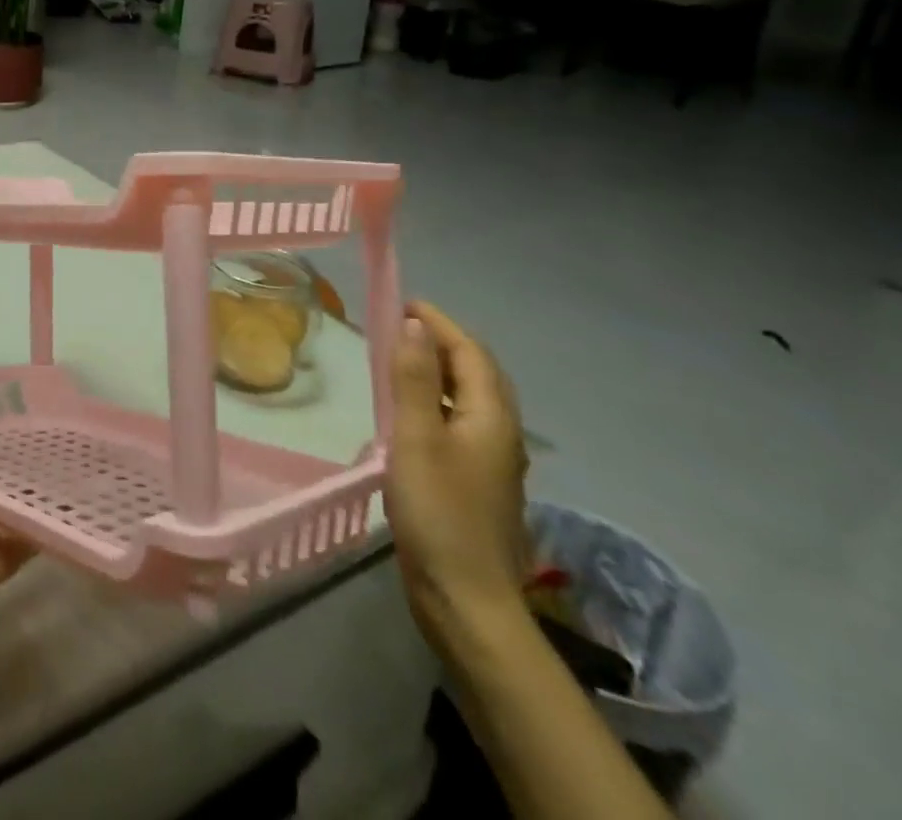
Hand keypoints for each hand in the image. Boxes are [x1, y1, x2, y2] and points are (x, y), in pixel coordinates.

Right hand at [385, 301, 530, 652]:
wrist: (465, 599)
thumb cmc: (438, 511)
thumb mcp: (415, 438)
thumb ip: (413, 379)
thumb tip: (414, 325)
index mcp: (492, 419)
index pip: (471, 354)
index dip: (440, 324)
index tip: (404, 302)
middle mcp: (501, 434)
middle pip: (479, 373)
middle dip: (444, 342)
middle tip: (401, 324)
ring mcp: (493, 462)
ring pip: (471, 398)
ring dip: (440, 370)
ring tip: (401, 357)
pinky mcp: (477, 482)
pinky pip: (462, 422)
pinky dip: (438, 400)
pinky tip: (412, 412)